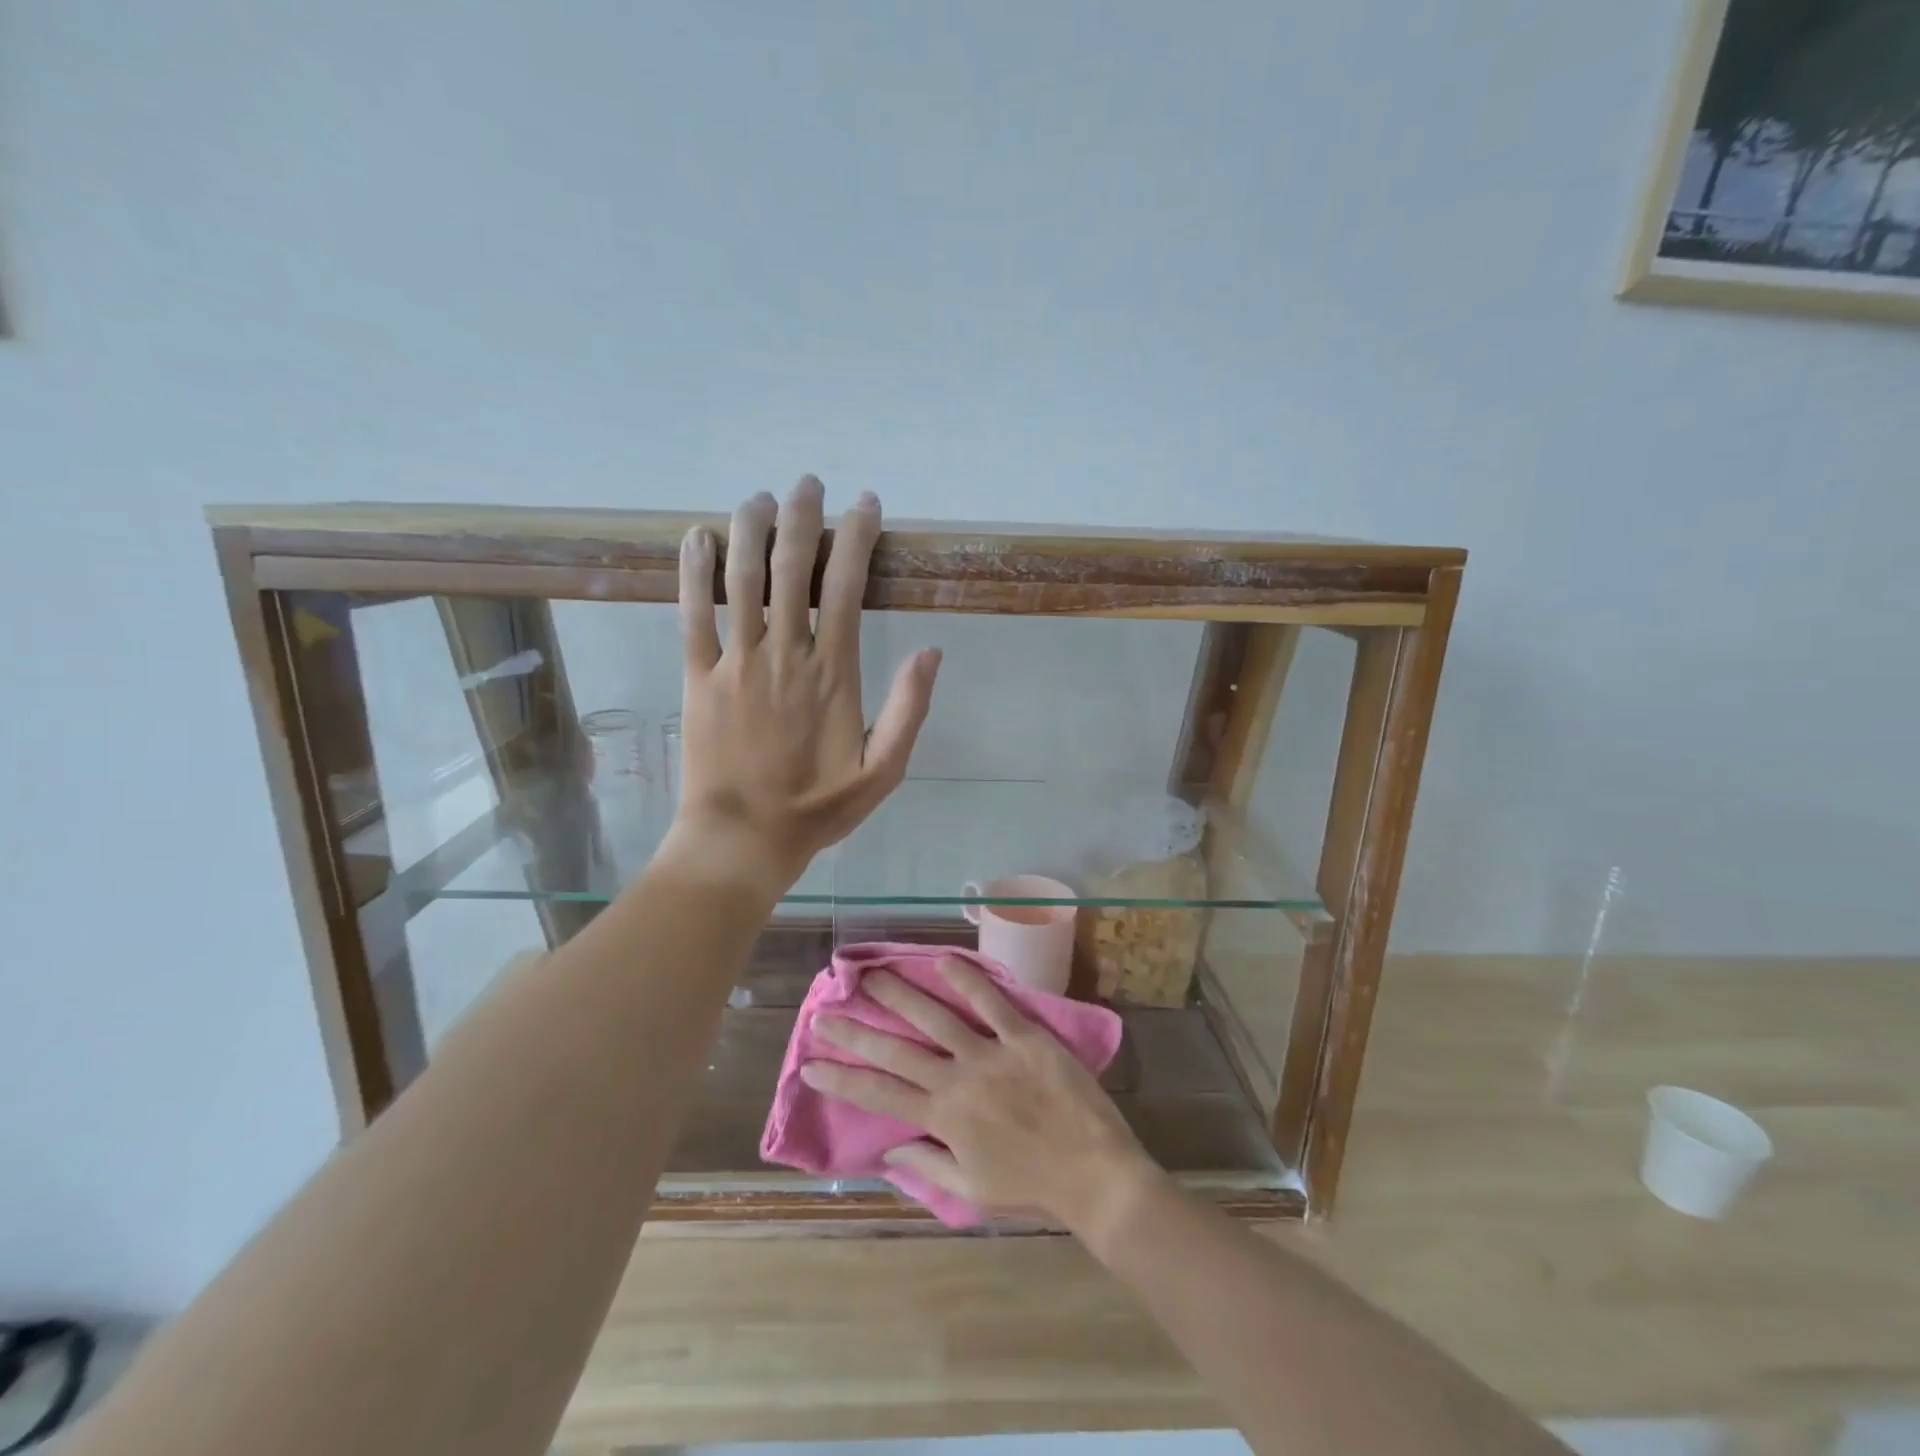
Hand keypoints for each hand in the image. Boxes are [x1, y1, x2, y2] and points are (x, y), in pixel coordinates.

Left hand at [670, 477, 940, 892]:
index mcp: (833, 673)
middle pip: (792, 568)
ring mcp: (736, 663)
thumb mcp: (884, 771)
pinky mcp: (697, 677)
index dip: (856, 538)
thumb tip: (932, 652)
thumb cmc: (818, 808)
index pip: (846, 586)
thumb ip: (909, 710)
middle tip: (809, 484)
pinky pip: (691, 614)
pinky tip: (696, 537)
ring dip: (750, 530)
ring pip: (741, 579)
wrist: (743, 839)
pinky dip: (692, 572)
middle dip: (802, 518)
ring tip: (760, 497)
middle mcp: (784, 654)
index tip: (864, 505)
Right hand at [799, 958, 1161, 1229]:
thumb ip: (927, 1166)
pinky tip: (942, 960)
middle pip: (897, 1051)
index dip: (842, 1078)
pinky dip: (967, 980)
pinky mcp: (1025, 1036)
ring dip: (900, 996)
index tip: (811, 1063)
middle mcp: (959, 1080)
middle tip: (825, 1012)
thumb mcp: (972, 1190)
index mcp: (944, 1119)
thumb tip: (889, 1148)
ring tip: (871, 976)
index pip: (880, 1095)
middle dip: (856, 1033)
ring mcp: (992, 1054)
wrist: (1094, 1175)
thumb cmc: (1032, 1187)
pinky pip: (992, 1003)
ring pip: (936, 1018)